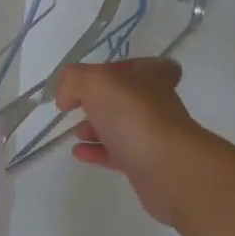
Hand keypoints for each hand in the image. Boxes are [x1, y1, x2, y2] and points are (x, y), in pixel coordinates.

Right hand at [55, 58, 213, 226]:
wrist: (168, 169)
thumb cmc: (134, 117)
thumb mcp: (96, 82)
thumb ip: (74, 80)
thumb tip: (66, 98)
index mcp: (151, 77)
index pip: (144, 65)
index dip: (121, 69)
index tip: (98, 80)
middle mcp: (156, 104)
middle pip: (127, 98)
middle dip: (100, 102)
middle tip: (78, 108)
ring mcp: (153, 136)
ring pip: (122, 127)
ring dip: (96, 128)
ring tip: (76, 133)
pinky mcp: (146, 165)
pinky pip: (117, 154)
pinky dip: (97, 152)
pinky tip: (78, 153)